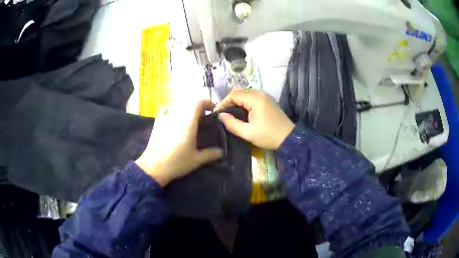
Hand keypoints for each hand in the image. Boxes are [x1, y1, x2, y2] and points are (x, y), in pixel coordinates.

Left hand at [136, 100, 223, 186]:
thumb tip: (222, 152)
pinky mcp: (157, 122)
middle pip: (189, 102)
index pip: (198, 101)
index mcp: (188, 121)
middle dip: (199, 107)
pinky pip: (165, 109)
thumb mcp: (196, 160)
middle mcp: (176, 115)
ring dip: (187, 109)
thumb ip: (211, 154)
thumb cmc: (176, 162)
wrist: (153, 167)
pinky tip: (173, 118)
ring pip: (178, 105)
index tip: (213, 110)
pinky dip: (172, 110)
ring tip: (190, 121)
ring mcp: (165, 117)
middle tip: (204, 119)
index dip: (208, 102)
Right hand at [216, 89, 294, 149]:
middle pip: (239, 92)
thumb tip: (220, 116)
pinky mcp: (267, 100)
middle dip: (229, 102)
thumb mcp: (248, 133)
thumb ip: (232, 124)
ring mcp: (265, 96)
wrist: (289, 138)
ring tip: (230, 114)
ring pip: (245, 93)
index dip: (223, 103)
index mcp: (255, 99)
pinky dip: (244, 102)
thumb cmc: (268, 136)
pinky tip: (241, 112)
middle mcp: (260, 93)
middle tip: (223, 114)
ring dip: (236, 101)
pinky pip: (251, 97)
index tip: (217, 114)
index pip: (233, 95)